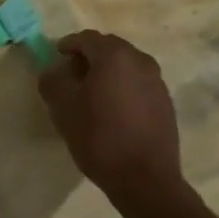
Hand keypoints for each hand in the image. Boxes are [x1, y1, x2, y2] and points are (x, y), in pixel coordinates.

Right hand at [38, 31, 183, 210]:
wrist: (146, 180)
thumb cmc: (100, 137)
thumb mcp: (63, 109)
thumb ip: (53, 81)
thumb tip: (53, 71)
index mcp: (114, 55)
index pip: (86, 38)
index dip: (68, 45)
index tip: (56, 57)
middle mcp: (140, 60)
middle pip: (109, 48)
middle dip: (88, 57)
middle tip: (71, 76)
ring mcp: (157, 81)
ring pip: (126, 66)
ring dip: (107, 72)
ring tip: (92, 94)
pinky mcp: (165, 102)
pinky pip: (138, 84)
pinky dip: (123, 87)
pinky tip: (113, 110)